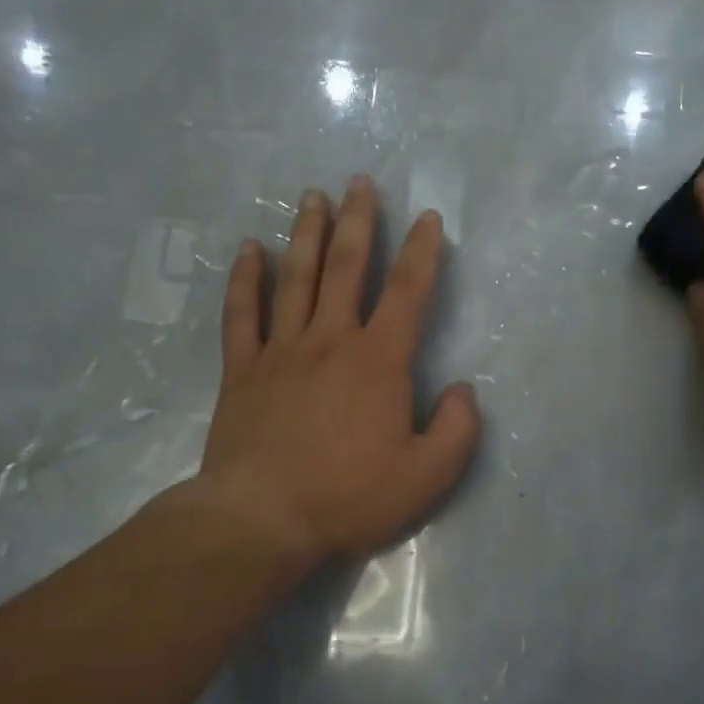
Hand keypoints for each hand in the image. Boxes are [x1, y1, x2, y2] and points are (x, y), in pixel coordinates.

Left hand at [168, 175, 479, 582]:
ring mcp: (281, 352)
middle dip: (358, 222)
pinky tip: (249, 249)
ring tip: (312, 197)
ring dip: (306, 234)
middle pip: (346, 268)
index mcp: (379, 361)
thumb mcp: (428, 475)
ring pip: (295, 278)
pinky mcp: (241, 371)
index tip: (428, 218)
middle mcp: (330, 341)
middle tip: (361, 183)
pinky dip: (245, 278)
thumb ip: (458, 429)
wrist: (262, 520)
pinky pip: (242, 313)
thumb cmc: (350, 496)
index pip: (408, 292)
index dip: (422, 252)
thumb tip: (462, 391)